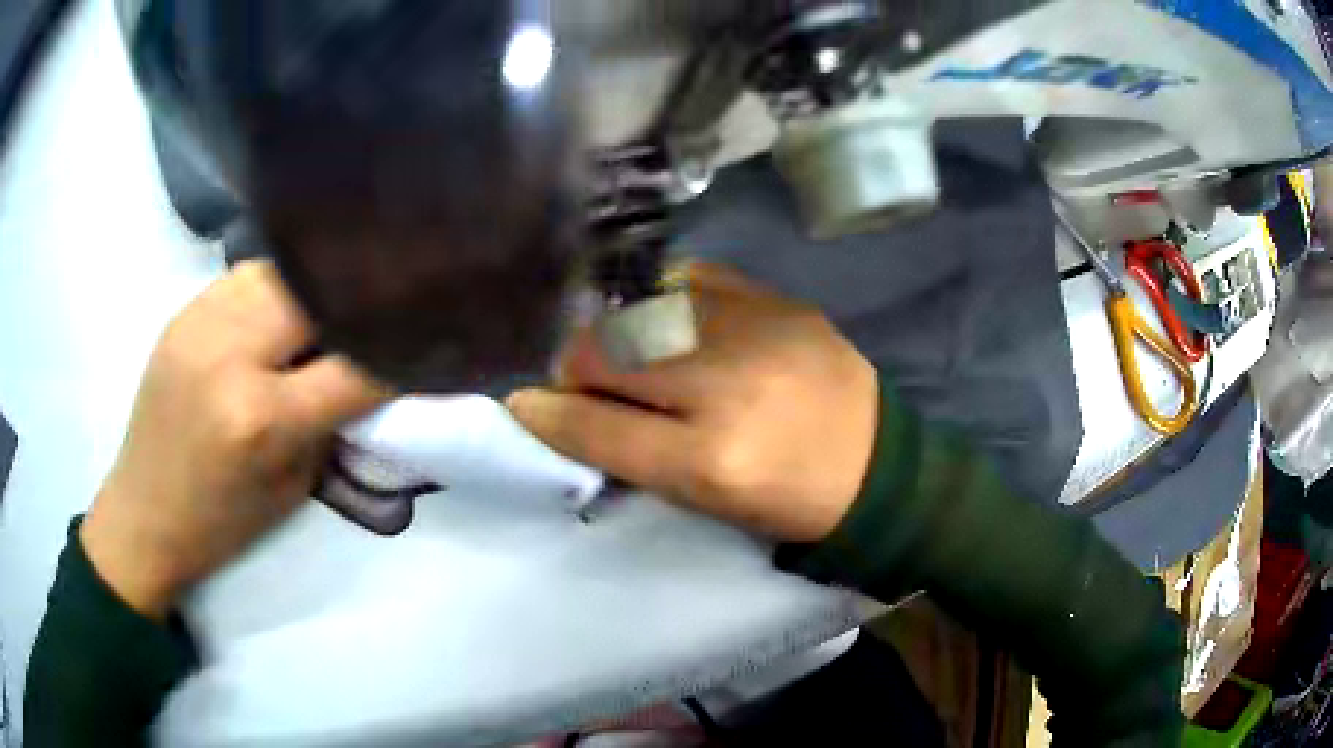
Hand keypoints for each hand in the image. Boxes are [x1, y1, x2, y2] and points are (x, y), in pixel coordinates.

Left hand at [81, 261, 388, 618]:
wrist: (143, 514)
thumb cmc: (221, 522)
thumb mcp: (291, 488)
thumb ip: (329, 423)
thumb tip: (368, 372)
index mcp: (260, 418)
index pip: (354, 365)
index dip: (400, 354)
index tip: (427, 344)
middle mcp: (229, 354)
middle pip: (316, 294)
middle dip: (356, 304)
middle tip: (378, 314)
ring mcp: (200, 323)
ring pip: (280, 271)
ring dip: (313, 288)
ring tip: (327, 310)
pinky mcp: (182, 312)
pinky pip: (245, 277)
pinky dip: (275, 288)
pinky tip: (280, 309)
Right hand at [506, 264, 878, 542]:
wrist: (875, 463)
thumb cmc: (785, 498)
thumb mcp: (705, 499)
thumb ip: (630, 452)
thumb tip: (561, 410)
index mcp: (710, 460)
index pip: (596, 429)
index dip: (547, 415)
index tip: (525, 404)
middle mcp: (727, 388)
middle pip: (606, 353)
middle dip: (578, 367)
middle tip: (588, 381)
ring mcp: (755, 332)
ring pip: (640, 310)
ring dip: (619, 333)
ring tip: (635, 353)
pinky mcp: (777, 300)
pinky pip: (691, 280)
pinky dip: (667, 302)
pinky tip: (676, 323)